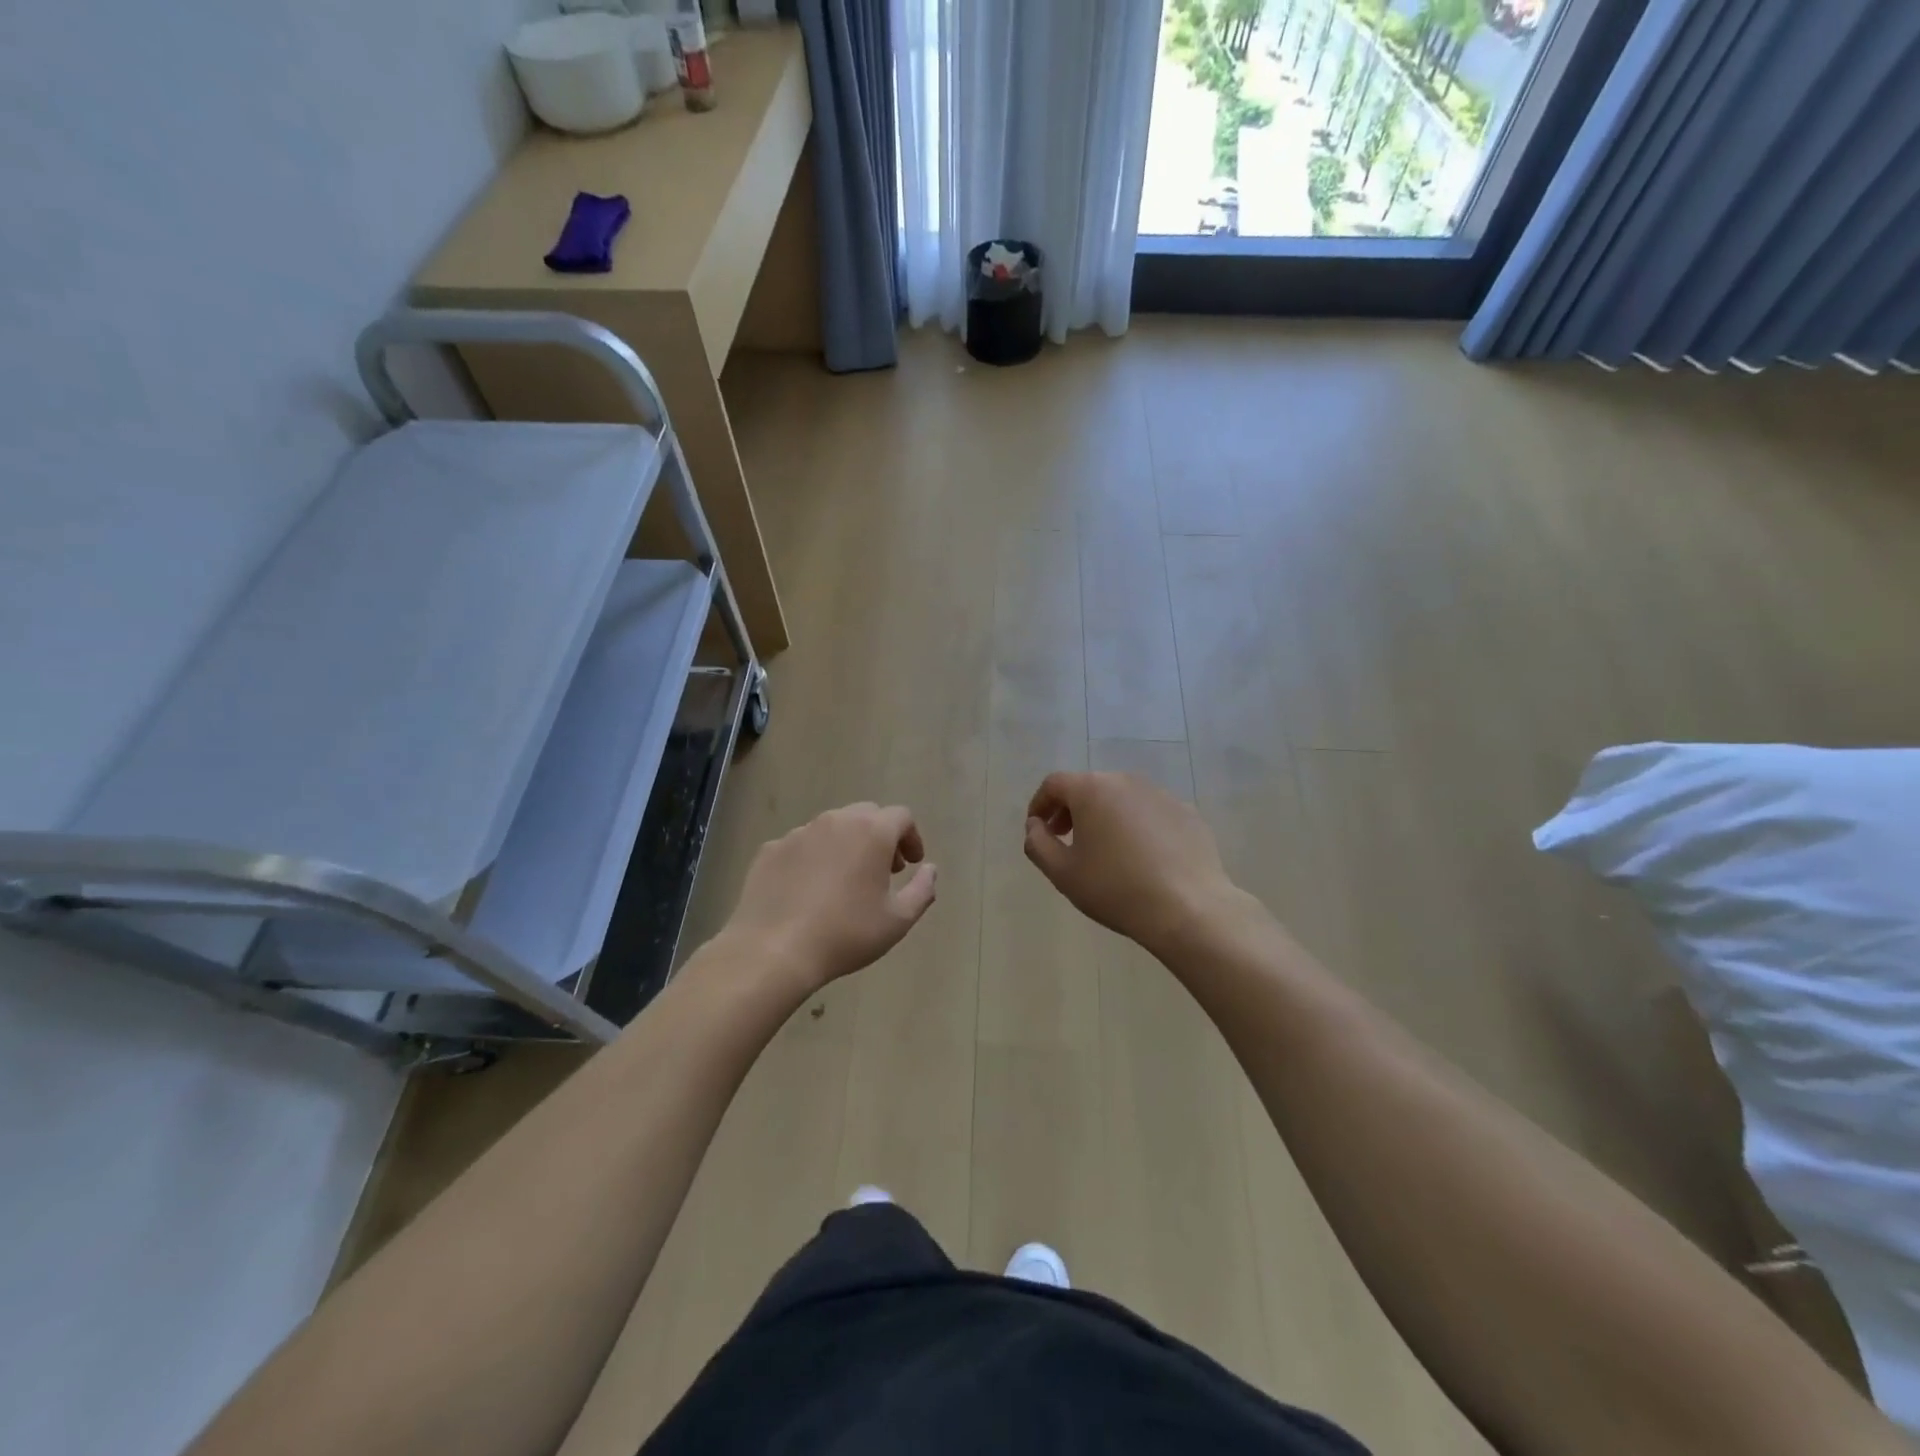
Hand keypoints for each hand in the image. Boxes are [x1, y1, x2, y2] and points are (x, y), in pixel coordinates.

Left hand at [723, 803, 936, 990]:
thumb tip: (930, 869)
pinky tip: (809, 890)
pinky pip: (801, 845)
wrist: (773, 950)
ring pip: (832, 827)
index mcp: (871, 832)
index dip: (911, 837)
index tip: (910, 865)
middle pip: (866, 815)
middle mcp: (835, 821)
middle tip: (883, 870)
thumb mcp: (898, 920)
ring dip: (847, 845)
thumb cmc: (846, 934)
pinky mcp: (771, 849)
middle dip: (881, 836)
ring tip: (845, 881)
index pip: (901, 816)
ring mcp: (799, 832)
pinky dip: (814, 857)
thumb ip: (923, 890)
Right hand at [1024, 772, 1237, 955]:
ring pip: (1122, 799)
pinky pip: (1151, 813)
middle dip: (1072, 810)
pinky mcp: (1187, 813)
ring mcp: (1161, 794)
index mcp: (1092, 789)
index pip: (1054, 784)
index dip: (1040, 804)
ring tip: (1105, 851)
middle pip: (1089, 787)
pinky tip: (1142, 858)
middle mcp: (1126, 781)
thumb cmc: (1115, 888)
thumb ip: (1038, 843)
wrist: (1188, 908)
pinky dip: (1138, 827)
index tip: (1038, 829)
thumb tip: (1035, 825)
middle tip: (1066, 840)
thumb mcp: (1062, 873)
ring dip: (1105, 817)